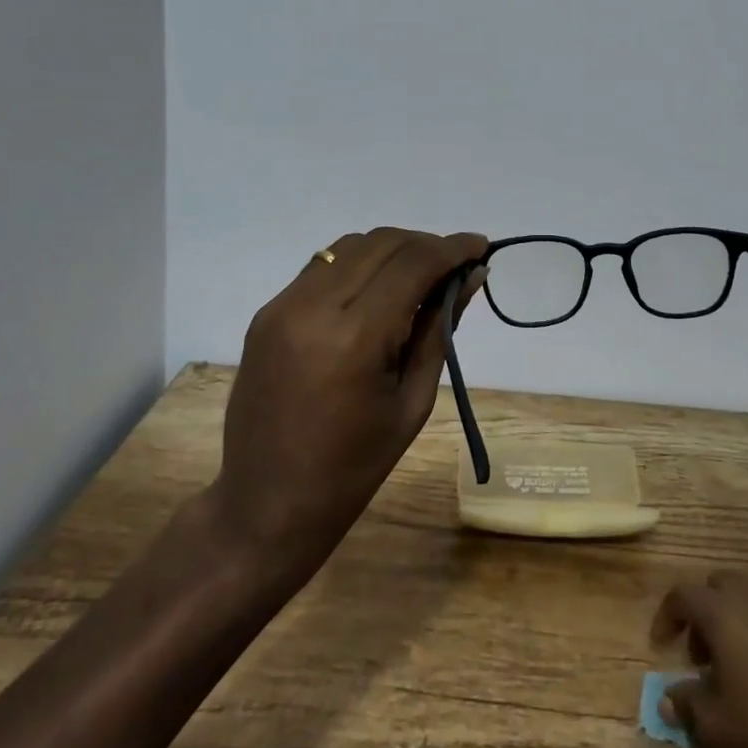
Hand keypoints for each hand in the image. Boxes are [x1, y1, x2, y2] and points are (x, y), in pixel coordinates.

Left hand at [212, 227, 486, 577]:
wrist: (266, 504)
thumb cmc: (354, 467)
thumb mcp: (412, 401)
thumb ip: (440, 330)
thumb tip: (471, 277)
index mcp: (354, 338)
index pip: (412, 264)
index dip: (452, 248)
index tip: (481, 246)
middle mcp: (313, 307)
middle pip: (381, 243)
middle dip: (425, 244)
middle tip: (455, 266)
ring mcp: (282, 306)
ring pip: (349, 246)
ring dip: (392, 250)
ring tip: (419, 277)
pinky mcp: (266, 314)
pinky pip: (321, 267)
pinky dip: (358, 265)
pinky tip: (377, 291)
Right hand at [652, 572, 747, 747]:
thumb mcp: (715, 730)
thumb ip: (686, 707)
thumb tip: (669, 697)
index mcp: (723, 613)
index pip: (682, 595)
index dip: (667, 616)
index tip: (661, 645)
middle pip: (720, 585)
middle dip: (705, 613)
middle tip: (704, 655)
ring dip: (740, 620)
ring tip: (742, 665)